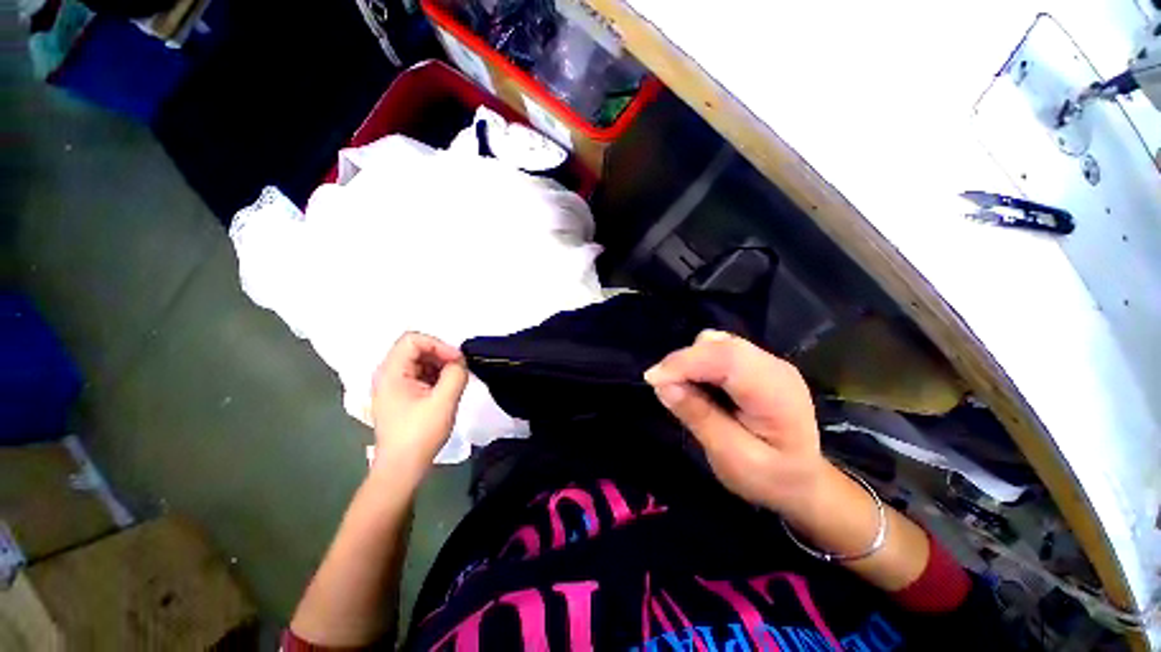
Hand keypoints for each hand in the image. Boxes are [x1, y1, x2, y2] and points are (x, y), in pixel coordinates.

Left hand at [370, 332, 468, 482]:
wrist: (401, 468)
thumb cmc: (420, 434)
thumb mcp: (444, 402)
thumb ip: (455, 374)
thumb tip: (459, 361)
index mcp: (391, 373)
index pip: (413, 339)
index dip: (438, 345)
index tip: (457, 360)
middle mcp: (387, 374)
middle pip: (415, 348)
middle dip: (440, 355)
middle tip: (458, 370)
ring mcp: (392, 386)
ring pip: (418, 361)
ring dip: (439, 366)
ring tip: (454, 382)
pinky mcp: (399, 396)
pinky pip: (419, 375)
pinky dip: (435, 377)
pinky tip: (445, 390)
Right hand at [644, 330, 828, 518]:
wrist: (802, 480)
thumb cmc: (770, 478)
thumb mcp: (732, 458)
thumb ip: (699, 418)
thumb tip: (663, 385)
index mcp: (777, 393)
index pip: (727, 360)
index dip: (686, 363)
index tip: (653, 380)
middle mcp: (774, 366)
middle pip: (720, 345)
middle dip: (684, 361)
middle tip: (662, 387)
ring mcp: (766, 361)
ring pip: (717, 343)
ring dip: (691, 361)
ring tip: (683, 390)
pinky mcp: (755, 362)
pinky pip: (719, 349)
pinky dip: (699, 361)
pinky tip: (698, 384)